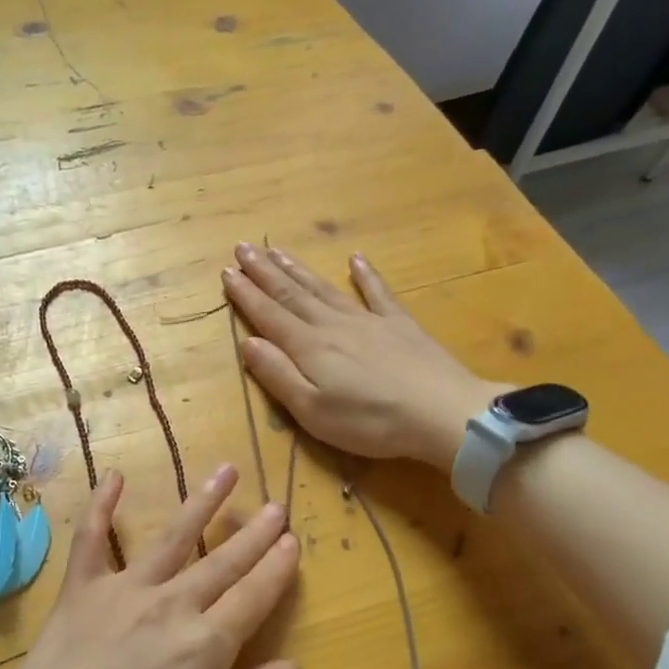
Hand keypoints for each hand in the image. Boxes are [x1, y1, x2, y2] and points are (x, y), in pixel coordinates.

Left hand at [0, 465, 301, 668]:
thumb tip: (292, 667)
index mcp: (206, 646)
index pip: (254, 596)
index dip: (276, 568)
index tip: (292, 541)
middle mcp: (170, 605)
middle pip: (223, 561)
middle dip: (253, 534)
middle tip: (275, 506)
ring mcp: (122, 590)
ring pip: (172, 537)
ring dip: (202, 503)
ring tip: (225, 471)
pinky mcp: (80, 590)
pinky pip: (92, 538)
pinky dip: (101, 505)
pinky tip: (115, 476)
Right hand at [223, 243, 501, 468]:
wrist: (443, 414)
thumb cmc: (370, 421)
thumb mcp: (312, 410)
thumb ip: (278, 375)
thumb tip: (247, 342)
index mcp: (309, 347)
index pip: (269, 315)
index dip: (246, 294)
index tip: (226, 272)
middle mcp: (333, 325)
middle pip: (292, 293)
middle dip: (264, 271)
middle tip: (243, 247)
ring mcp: (369, 321)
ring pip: (325, 289)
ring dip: (298, 269)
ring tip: (277, 250)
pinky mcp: (400, 325)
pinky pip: (377, 293)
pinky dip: (365, 275)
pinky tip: (355, 259)